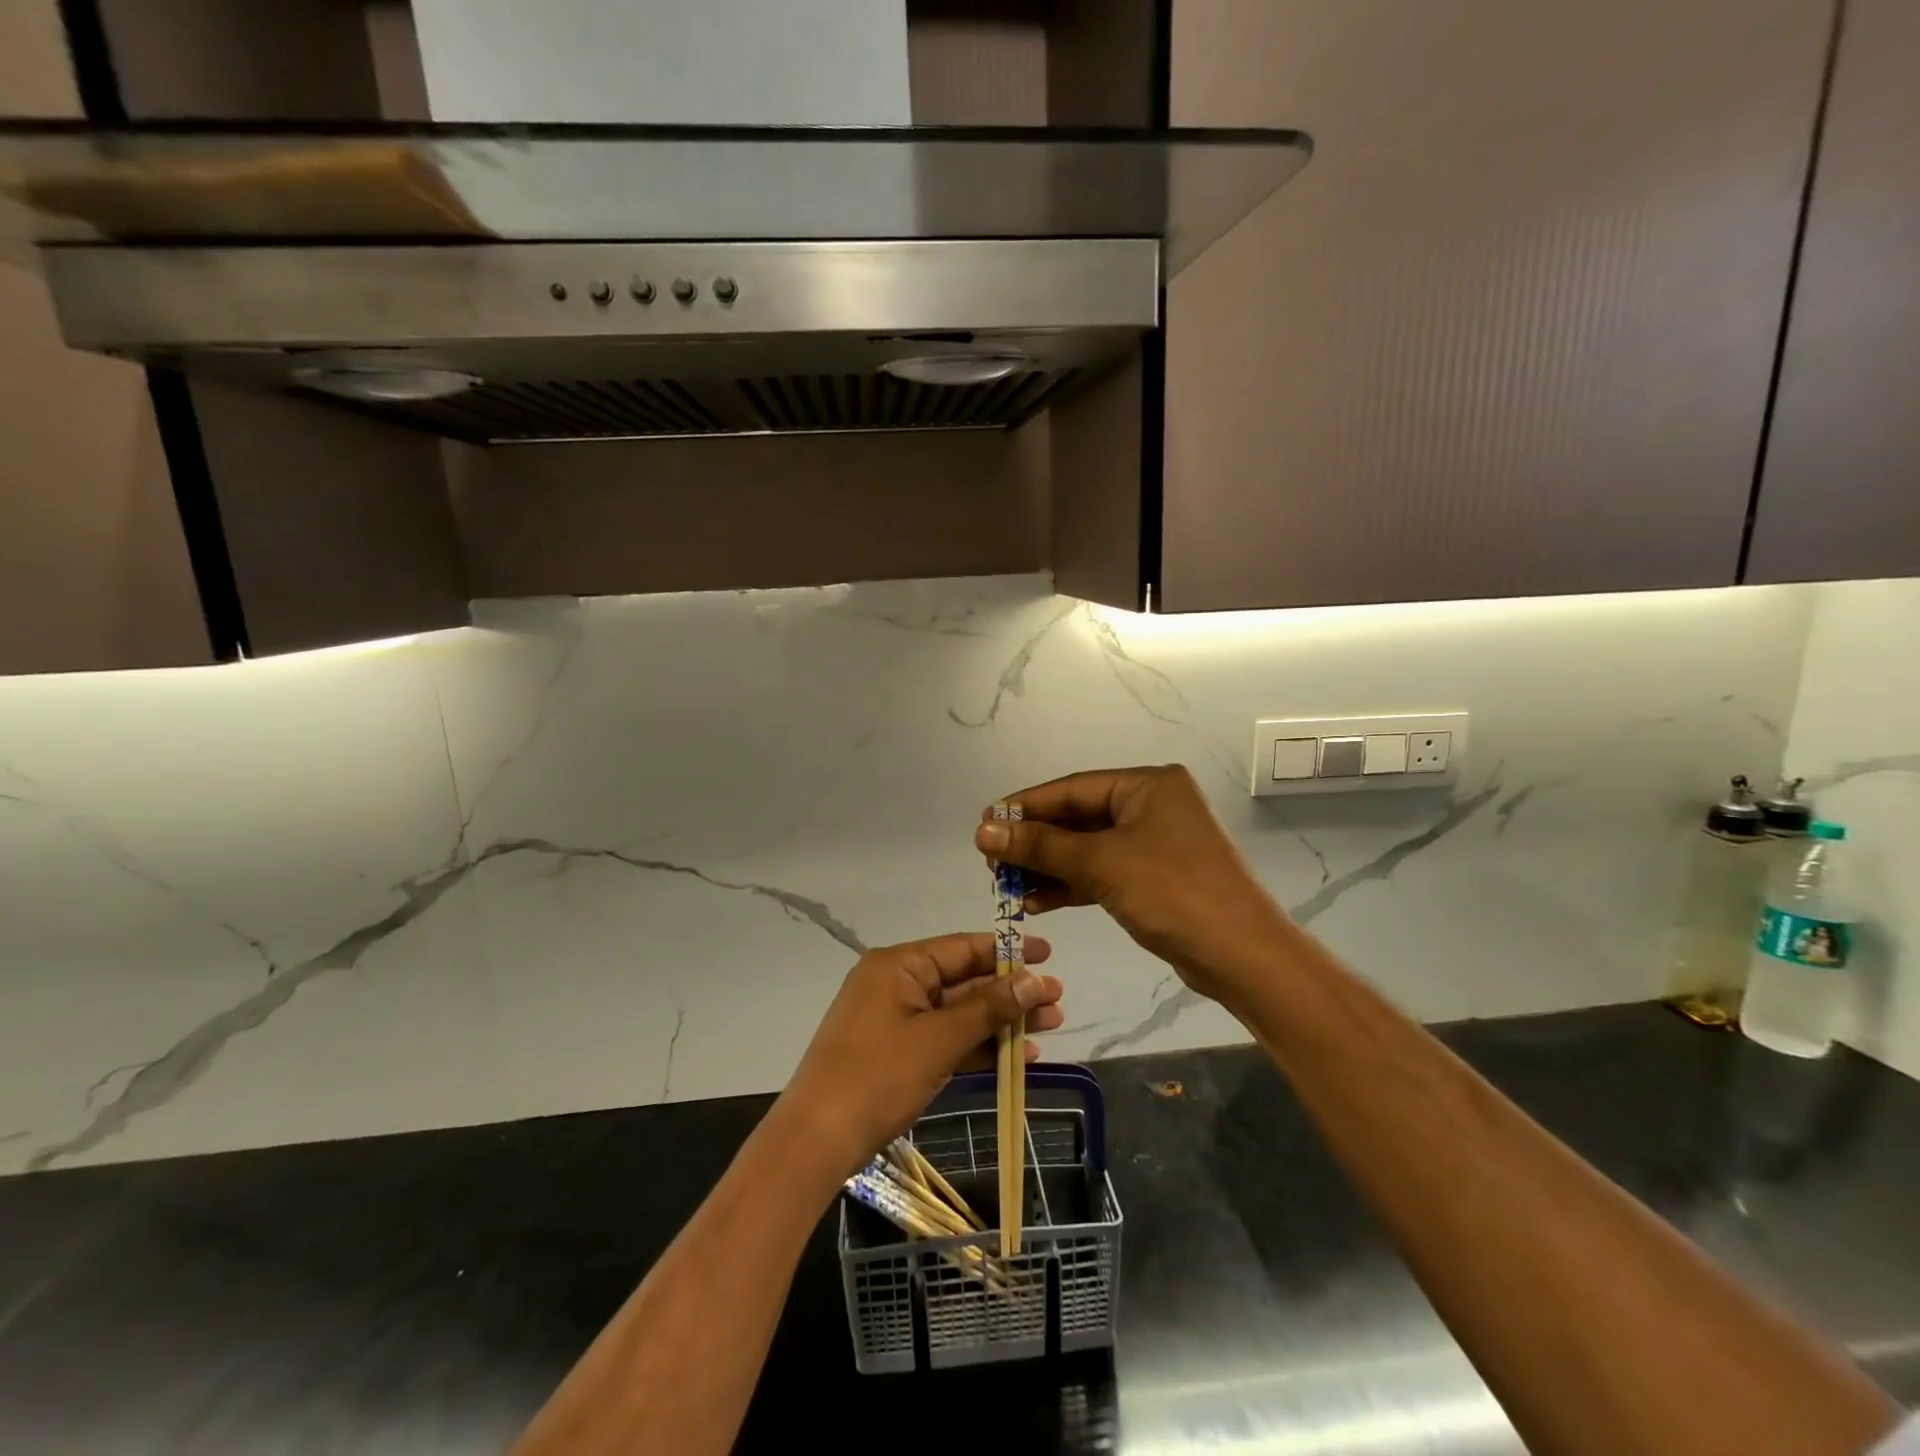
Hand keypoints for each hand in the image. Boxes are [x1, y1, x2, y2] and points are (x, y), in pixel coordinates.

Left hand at [777, 933, 1063, 1179]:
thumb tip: (1034, 981)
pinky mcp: (896, 1052)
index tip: (1047, 954)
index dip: (1007, 951)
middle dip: (1011, 993)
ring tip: (1051, 1028)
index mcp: (898, 965)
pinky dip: (977, 1046)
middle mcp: (896, 983)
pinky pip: (944, 1039)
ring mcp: (895, 1019)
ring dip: (1000, 1022)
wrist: (816, 1141)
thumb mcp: (939, 1040)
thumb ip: (988, 1008)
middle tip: (1058, 1001)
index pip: (962, 948)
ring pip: (958, 1013)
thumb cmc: (877, 1077)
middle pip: (964, 980)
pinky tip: (1018, 1058)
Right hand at [975, 765, 1291, 1004]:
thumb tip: (983, 829)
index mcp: (1147, 785)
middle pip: (1077, 818)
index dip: (1025, 807)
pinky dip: (1070, 885)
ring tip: (1006, 885)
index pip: (1071, 789)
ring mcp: (1153, 843)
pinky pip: (1101, 873)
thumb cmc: (1172, 893)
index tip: (984, 823)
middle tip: (992, 862)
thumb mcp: (1101, 863)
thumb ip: (1040, 846)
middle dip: (1034, 843)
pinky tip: (1036, 902)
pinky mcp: (1153, 878)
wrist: (1242, 956)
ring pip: (1087, 849)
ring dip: (1048, 867)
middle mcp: (1151, 806)